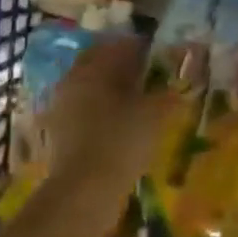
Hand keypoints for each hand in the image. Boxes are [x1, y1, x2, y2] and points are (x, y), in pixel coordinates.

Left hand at [43, 35, 180, 201]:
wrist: (84, 190)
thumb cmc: (121, 141)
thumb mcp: (154, 114)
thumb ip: (167, 94)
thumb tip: (179, 85)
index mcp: (94, 67)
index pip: (120, 45)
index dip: (143, 48)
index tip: (160, 55)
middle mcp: (73, 79)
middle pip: (101, 63)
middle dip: (124, 66)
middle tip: (148, 76)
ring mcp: (61, 105)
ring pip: (91, 86)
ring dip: (111, 88)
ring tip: (136, 101)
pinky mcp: (58, 131)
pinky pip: (83, 109)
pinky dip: (100, 110)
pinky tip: (118, 123)